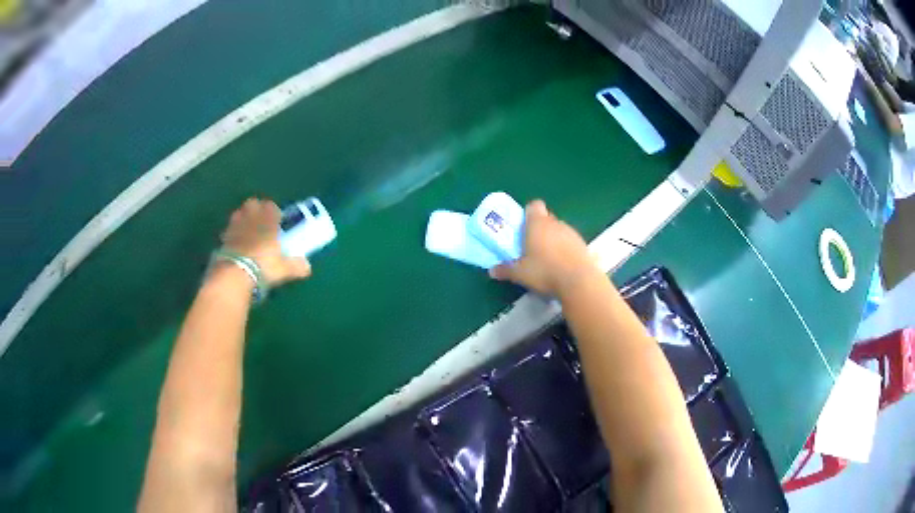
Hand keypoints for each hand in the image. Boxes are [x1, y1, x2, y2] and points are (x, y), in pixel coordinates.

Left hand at [219, 198, 310, 285]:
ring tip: (247, 232)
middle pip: (252, 204)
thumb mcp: (283, 269)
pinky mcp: (223, 237)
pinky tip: (235, 244)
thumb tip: (307, 267)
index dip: (273, 211)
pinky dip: (232, 233)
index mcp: (267, 220)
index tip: (276, 220)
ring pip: (238, 214)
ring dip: (242, 219)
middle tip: (260, 223)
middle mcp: (251, 218)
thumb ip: (295, 266)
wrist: (235, 273)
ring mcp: (235, 226)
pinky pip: (228, 229)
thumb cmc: (263, 266)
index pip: (270, 206)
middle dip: (255, 210)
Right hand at [489, 200, 601, 296]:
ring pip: (560, 230)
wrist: (579, 281)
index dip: (528, 213)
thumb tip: (492, 271)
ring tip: (547, 258)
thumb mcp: (520, 273)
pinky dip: (566, 249)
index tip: (523, 226)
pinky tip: (562, 265)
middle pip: (546, 218)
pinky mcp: (583, 245)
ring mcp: (572, 233)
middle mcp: (555, 223)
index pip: (534, 205)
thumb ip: (505, 270)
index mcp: (537, 223)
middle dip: (539, 228)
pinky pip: (571, 242)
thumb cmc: (545, 271)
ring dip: (554, 239)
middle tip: (531, 245)